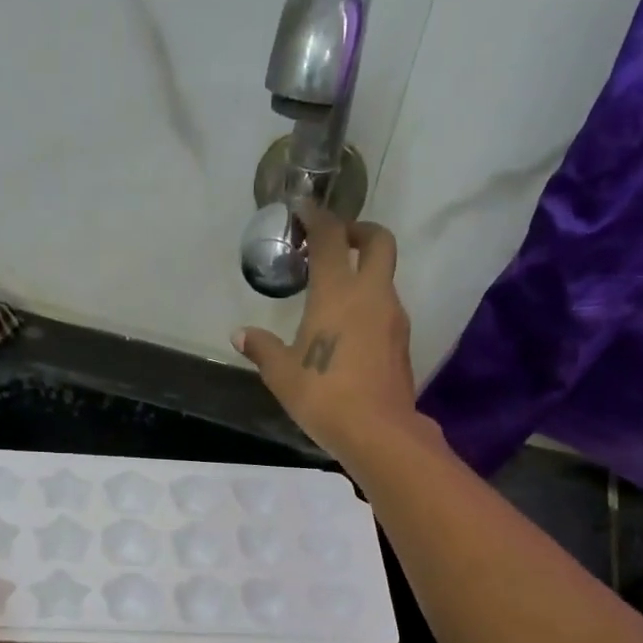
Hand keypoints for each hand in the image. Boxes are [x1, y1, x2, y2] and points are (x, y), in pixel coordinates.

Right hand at [232, 207, 427, 460]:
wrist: (378, 431)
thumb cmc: (324, 396)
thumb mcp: (282, 374)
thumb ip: (262, 349)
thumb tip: (240, 335)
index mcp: (338, 292)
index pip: (331, 238)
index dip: (317, 218)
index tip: (303, 210)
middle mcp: (372, 294)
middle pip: (379, 241)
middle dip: (359, 231)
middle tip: (336, 242)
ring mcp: (393, 317)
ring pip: (384, 277)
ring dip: (364, 272)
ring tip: (336, 294)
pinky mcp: (401, 341)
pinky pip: (386, 307)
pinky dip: (370, 303)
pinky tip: (349, 330)